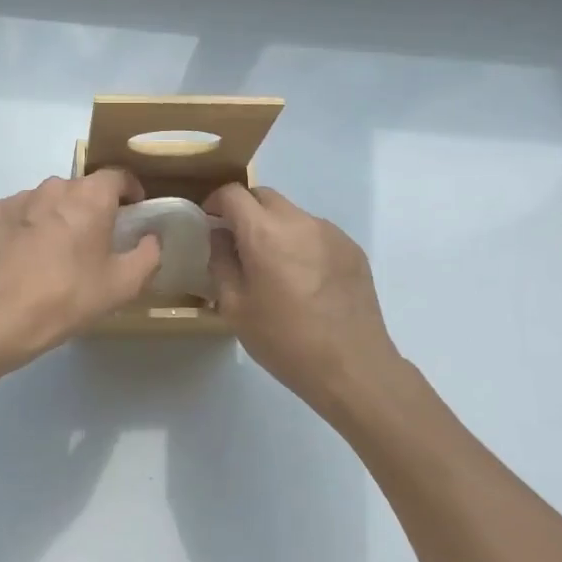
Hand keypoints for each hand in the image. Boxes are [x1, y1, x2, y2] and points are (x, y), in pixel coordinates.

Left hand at [0, 170, 161, 375]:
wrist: (0, 315)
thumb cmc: (69, 296)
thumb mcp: (123, 285)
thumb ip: (148, 255)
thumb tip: (151, 238)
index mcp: (91, 196)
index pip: (118, 176)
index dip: (130, 191)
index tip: (134, 212)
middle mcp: (56, 186)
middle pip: (83, 188)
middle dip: (93, 208)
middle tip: (97, 241)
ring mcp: (21, 197)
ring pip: (50, 200)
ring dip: (60, 216)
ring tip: (59, 251)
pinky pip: (22, 212)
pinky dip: (30, 226)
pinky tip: (28, 255)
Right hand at [205, 184, 399, 412]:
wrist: (353, 367)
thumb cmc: (285, 340)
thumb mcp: (235, 307)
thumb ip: (221, 263)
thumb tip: (219, 236)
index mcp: (265, 233)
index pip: (233, 194)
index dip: (215, 202)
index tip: (209, 222)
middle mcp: (299, 221)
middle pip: (264, 197)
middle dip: (245, 210)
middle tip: (237, 242)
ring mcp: (330, 233)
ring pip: (292, 214)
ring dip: (275, 228)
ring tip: (275, 266)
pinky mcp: (352, 249)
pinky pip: (317, 233)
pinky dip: (302, 243)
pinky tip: (305, 280)